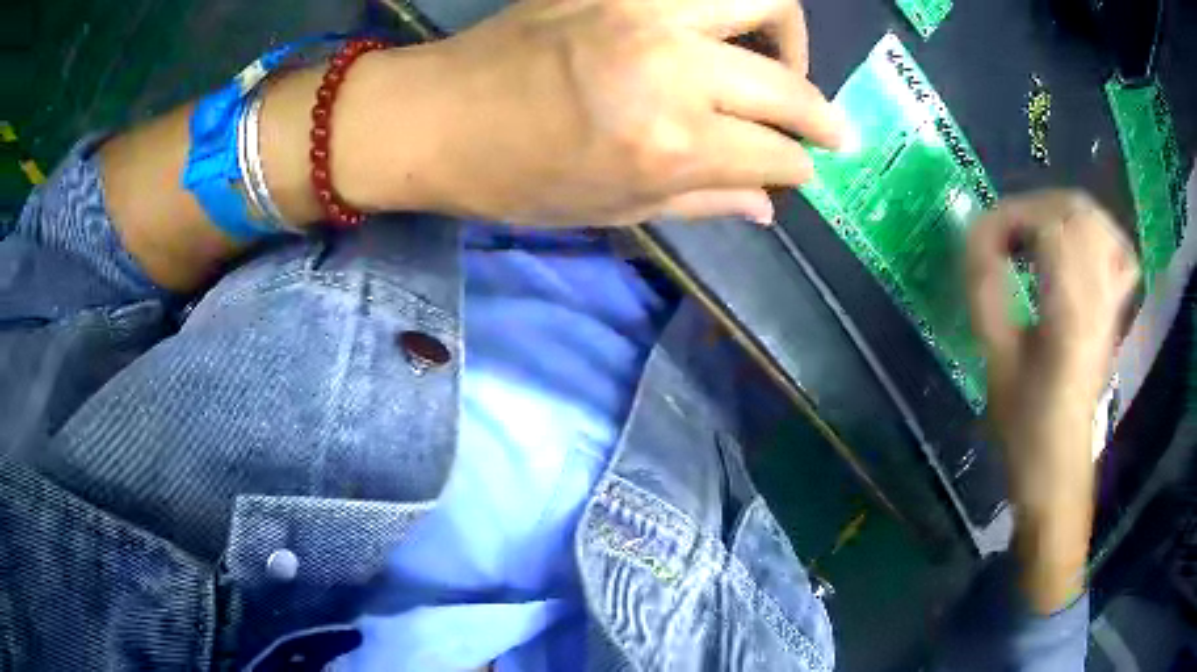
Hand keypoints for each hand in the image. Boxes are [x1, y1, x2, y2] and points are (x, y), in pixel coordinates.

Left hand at [361, 0, 846, 225]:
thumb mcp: (612, 209)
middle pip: (788, 86)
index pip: (774, 155)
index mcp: (669, 144)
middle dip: (823, 118)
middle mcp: (673, 69)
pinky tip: (728, 32)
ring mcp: (647, 11)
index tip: (802, 173)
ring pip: (764, 1)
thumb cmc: (515, 178)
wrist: (435, 115)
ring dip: (791, 37)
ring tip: (786, 65)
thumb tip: (769, 205)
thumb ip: (704, 203)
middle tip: (831, 131)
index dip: (798, 170)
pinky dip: (733, 8)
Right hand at [966, 190, 1137, 612]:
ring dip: (1062, 214)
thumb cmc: (1024, 427)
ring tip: (1034, 235)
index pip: (1048, 224)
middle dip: (1035, 207)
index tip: (981, 238)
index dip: (1009, 217)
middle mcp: (1099, 297)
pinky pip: (1117, 251)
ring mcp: (1112, 302)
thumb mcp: (995, 362)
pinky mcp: (1115, 311)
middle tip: (1006, 233)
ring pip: (1098, 223)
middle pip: (1077, 211)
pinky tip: (1077, 249)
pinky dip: (1096, 235)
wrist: (1060, 470)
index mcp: (1070, 312)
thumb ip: (985, 292)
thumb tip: (973, 237)